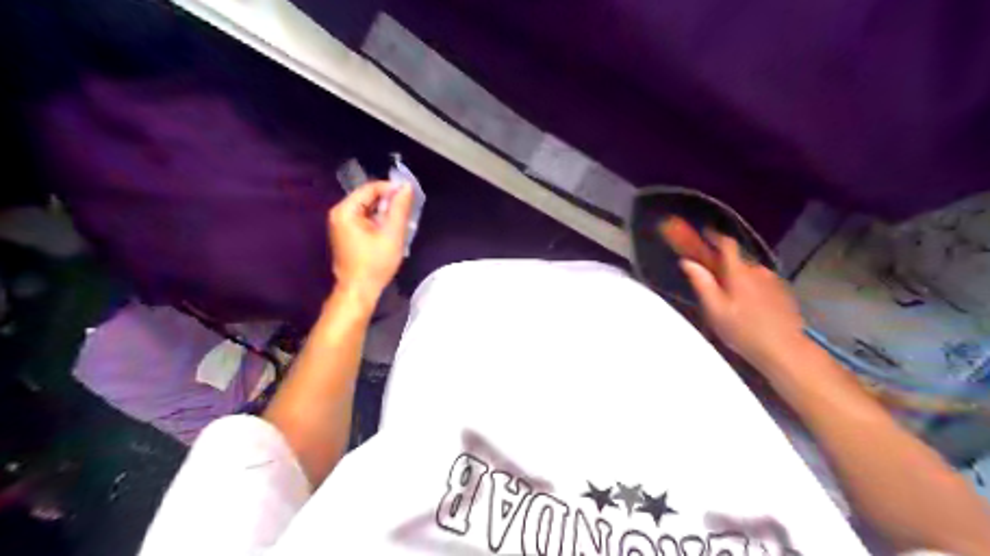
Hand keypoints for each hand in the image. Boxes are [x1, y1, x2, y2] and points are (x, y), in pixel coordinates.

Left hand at [330, 181, 411, 303]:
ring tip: (403, 221)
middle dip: (389, 202)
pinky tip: (391, 230)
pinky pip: (364, 219)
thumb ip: (400, 208)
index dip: (392, 189)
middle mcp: (339, 213)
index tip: (410, 197)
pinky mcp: (346, 234)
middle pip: (368, 197)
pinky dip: (378, 221)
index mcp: (346, 210)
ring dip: (385, 212)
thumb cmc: (375, 264)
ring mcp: (341, 224)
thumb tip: (406, 186)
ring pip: (368, 208)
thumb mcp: (392, 234)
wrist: (359, 291)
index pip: (370, 188)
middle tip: (408, 211)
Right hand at [686, 233, 807, 367]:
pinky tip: (749, 307)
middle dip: (723, 265)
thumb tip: (687, 262)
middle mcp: (758, 270)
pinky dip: (751, 287)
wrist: (784, 349)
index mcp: (739, 273)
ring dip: (738, 278)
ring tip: (731, 300)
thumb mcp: (715, 310)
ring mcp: (773, 280)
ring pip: (749, 272)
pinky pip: (761, 282)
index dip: (714, 236)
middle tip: (712, 280)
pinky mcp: (783, 291)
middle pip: (737, 260)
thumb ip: (702, 283)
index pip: (727, 244)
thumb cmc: (743, 331)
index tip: (704, 234)